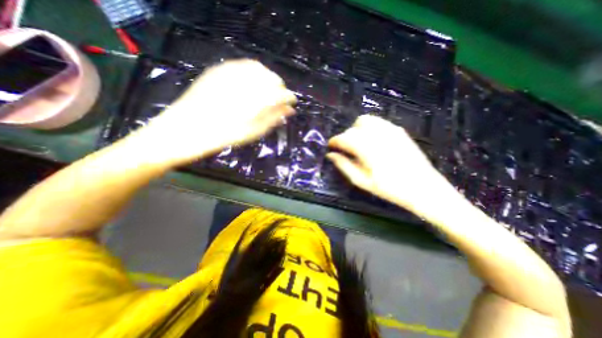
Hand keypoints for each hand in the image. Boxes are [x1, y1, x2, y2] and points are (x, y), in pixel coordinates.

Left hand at [138, 60, 294, 164]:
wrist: (183, 131)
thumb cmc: (222, 137)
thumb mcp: (252, 132)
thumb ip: (273, 118)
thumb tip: (289, 110)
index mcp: (253, 99)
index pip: (280, 92)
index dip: (289, 97)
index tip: (292, 104)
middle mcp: (243, 81)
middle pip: (271, 77)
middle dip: (279, 88)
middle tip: (279, 101)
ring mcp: (228, 73)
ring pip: (258, 68)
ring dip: (267, 80)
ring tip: (267, 93)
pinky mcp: (217, 71)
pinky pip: (241, 66)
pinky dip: (252, 73)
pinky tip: (251, 85)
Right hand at [328, 114, 448, 210]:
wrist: (423, 187)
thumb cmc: (389, 188)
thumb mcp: (362, 181)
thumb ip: (344, 165)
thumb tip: (330, 155)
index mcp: (367, 148)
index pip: (344, 138)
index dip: (334, 141)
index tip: (330, 146)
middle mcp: (377, 134)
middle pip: (353, 128)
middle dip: (345, 136)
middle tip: (344, 149)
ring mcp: (390, 130)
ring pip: (365, 120)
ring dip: (356, 129)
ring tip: (357, 142)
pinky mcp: (398, 130)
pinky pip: (378, 122)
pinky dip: (369, 127)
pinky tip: (371, 140)